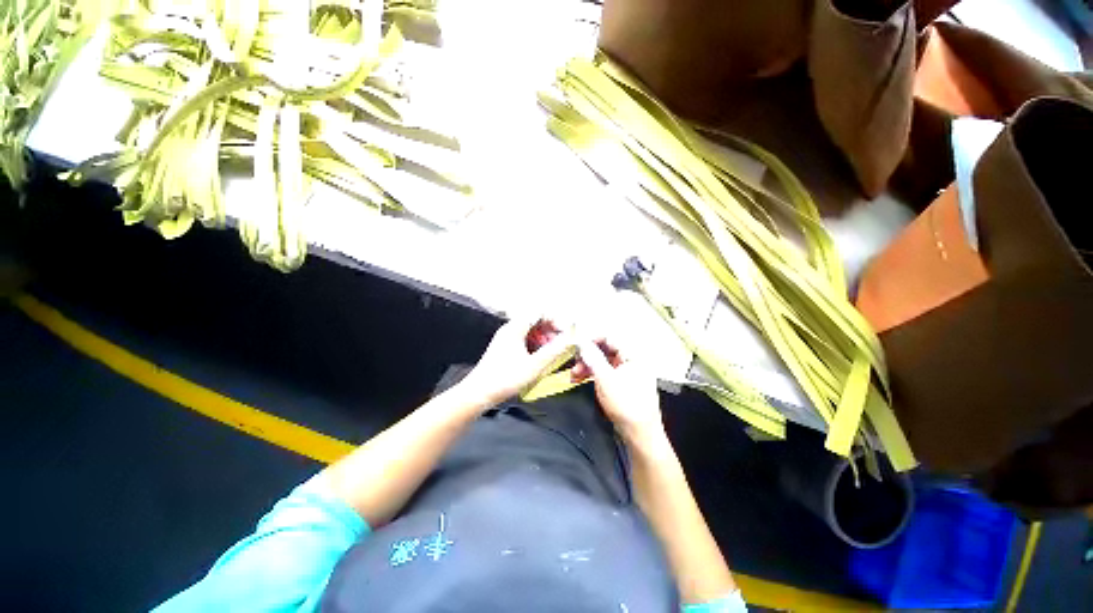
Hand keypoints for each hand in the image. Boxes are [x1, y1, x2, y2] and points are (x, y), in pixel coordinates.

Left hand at [459, 317, 575, 405]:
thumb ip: (554, 351)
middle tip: (560, 345)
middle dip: (551, 331)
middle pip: (536, 321)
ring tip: (552, 353)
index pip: (540, 313)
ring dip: (544, 339)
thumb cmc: (504, 379)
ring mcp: (506, 338)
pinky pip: (525, 340)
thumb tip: (570, 339)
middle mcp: (510, 329)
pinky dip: (535, 346)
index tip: (565, 333)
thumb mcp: (534, 366)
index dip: (555, 320)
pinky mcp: (505, 348)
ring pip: (531, 331)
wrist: (478, 394)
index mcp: (515, 328)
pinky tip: (540, 359)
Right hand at [577, 338, 664, 443]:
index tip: (576, 343)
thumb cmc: (626, 404)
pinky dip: (593, 375)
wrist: (640, 434)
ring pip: (603, 362)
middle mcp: (631, 360)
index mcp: (633, 355)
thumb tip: (582, 342)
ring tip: (573, 376)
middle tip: (573, 362)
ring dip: (587, 366)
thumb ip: (593, 358)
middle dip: (587, 356)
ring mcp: (627, 372)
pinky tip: (580, 380)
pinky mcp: (621, 384)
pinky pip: (605, 373)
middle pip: (605, 350)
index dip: (591, 339)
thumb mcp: (605, 379)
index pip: (610, 337)